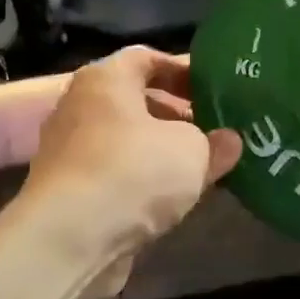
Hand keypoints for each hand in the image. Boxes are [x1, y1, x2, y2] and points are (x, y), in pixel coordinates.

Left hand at [23, 47, 240, 254]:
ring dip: (163, 151)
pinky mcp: (70, 191)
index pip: (147, 58)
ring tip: (203, 165)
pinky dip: (144, 180)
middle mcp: (81, 107)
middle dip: (178, 114)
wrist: (69, 240)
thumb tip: (229, 141)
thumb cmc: (134, 172)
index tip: (216, 88)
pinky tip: (175, 197)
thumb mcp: (193, 152)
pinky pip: (117, 173)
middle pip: (137, 100)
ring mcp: (71, 151)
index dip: (184, 70)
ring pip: (128, 141)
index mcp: (106, 80)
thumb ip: (216, 143)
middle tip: (216, 128)